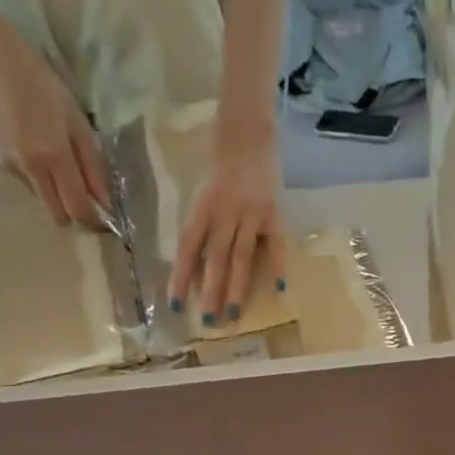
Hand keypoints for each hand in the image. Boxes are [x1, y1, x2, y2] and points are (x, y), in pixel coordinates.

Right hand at [0, 23, 109, 229]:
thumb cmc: (43, 86)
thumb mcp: (78, 124)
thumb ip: (93, 166)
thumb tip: (105, 202)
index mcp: (54, 157)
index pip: (78, 209)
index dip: (93, 221)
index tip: (103, 219)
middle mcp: (31, 169)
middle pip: (58, 216)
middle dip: (74, 215)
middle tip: (83, 199)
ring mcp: (11, 166)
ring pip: (42, 201)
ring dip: (55, 195)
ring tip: (55, 163)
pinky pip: (26, 183)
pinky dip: (36, 178)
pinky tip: (33, 150)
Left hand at [168, 127, 286, 326]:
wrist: (248, 133)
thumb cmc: (222, 169)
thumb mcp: (204, 195)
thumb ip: (202, 227)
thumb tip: (196, 268)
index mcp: (203, 208)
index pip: (189, 247)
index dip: (181, 275)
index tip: (176, 305)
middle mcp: (225, 213)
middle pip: (216, 258)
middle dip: (211, 291)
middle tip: (208, 321)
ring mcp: (251, 214)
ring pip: (242, 257)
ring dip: (237, 288)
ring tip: (233, 315)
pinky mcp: (273, 214)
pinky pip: (276, 246)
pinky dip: (277, 267)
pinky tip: (278, 290)